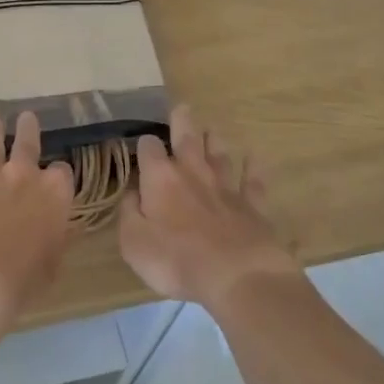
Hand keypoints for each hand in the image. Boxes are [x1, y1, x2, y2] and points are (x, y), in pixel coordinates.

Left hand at [0, 111, 74, 338]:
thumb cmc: (22, 282)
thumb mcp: (53, 263)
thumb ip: (57, 237)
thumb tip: (62, 226)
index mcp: (53, 195)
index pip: (62, 172)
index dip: (58, 174)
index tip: (54, 177)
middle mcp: (23, 176)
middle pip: (27, 143)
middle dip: (28, 128)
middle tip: (26, 116)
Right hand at [120, 105, 300, 308]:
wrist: (236, 275)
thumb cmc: (176, 260)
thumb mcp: (134, 242)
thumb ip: (128, 213)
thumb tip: (130, 193)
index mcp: (161, 179)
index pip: (149, 149)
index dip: (144, 145)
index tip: (142, 147)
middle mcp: (193, 173)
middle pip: (187, 139)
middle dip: (182, 122)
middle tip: (182, 108)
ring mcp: (226, 187)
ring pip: (220, 155)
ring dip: (214, 141)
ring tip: (211, 130)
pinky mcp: (252, 205)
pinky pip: (253, 181)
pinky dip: (253, 168)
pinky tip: (254, 157)